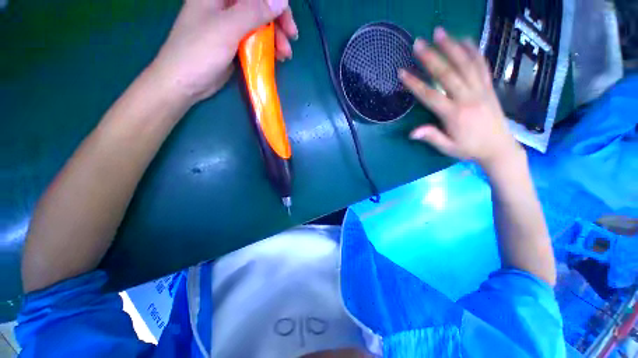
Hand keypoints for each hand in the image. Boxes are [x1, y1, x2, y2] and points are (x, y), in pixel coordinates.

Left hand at [149, 0, 297, 103]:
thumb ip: (254, 12)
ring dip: (275, 37)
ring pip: (259, 23)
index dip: (273, 1)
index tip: (287, 18)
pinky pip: (255, 39)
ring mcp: (230, 24)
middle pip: (258, 5)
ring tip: (285, 54)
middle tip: (292, 37)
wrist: (184, 82)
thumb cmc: (199, 51)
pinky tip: (277, 57)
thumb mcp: (227, 28)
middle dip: (277, 20)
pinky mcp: (234, 42)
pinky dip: (267, 47)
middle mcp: (225, 5)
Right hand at [399, 27, 520, 169]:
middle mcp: (468, 98)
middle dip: (431, 57)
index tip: (402, 72)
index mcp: (454, 115)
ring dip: (452, 46)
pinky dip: (474, 50)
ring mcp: (481, 90)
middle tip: (418, 43)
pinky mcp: (489, 87)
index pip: (430, 95)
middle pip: (447, 73)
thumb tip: (411, 133)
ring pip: (465, 64)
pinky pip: (482, 65)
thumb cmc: (469, 149)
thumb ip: (431, 137)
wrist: (499, 148)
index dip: (415, 83)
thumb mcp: (447, 148)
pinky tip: (465, 39)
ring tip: (440, 32)